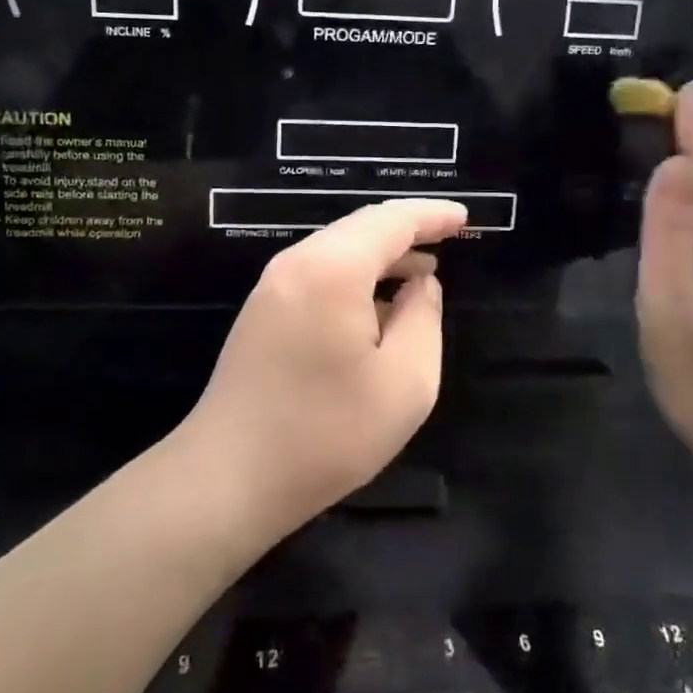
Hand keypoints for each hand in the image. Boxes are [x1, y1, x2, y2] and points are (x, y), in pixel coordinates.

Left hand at [179, 198, 469, 542]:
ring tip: (421, 271)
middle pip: (360, 227)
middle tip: (448, 237)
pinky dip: (354, 273)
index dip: (431, 215)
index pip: (391, 221)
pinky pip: (317, 272)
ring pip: (337, 248)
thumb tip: (420, 284)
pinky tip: (375, 302)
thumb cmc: (327, 434)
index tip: (464, 217)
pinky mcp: (261, 310)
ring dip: (381, 253)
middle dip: (407, 229)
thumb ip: (423, 318)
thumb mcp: (405, 383)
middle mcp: (297, 263)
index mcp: (333, 269)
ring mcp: (272, 285)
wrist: (228, 477)